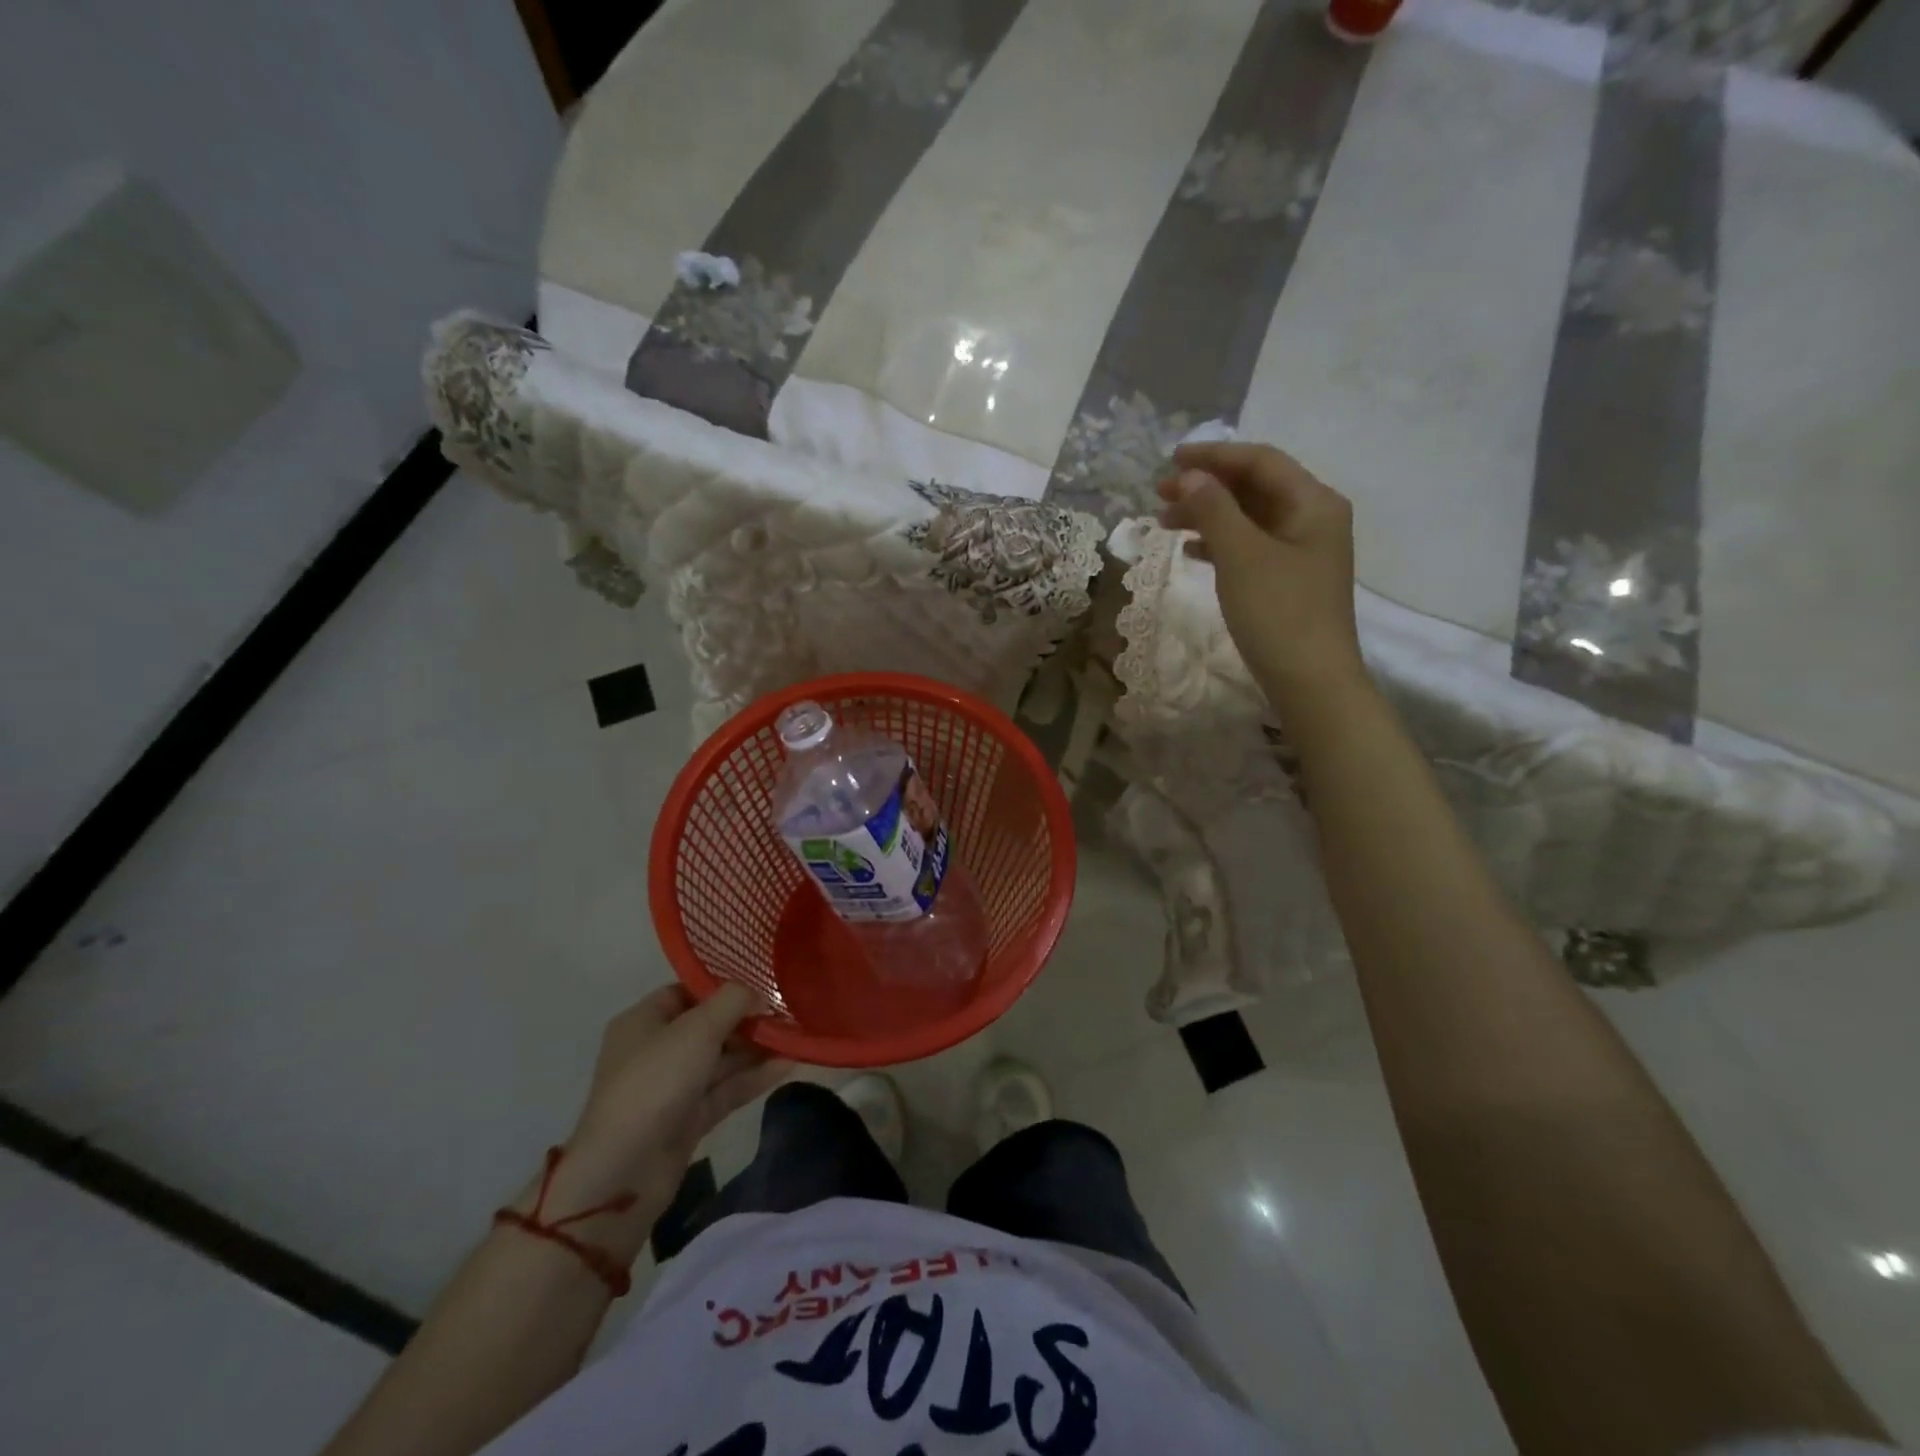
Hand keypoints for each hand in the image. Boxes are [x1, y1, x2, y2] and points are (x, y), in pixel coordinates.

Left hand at [550, 984, 790, 1241]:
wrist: (625, 1171)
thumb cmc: (655, 1082)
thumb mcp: (697, 1029)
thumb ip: (733, 1001)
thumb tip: (758, 993)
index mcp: (644, 1021)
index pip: (688, 991)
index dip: (724, 985)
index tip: (763, 982)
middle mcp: (656, 1050)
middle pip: (709, 1026)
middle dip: (747, 1019)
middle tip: (789, 1009)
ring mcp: (672, 1087)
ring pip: (721, 1059)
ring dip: (757, 1049)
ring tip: (798, 1035)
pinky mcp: (688, 1119)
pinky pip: (726, 1089)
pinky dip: (754, 1077)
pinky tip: (789, 1064)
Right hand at [1156, 441, 1364, 705]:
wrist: (1311, 681)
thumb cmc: (1278, 612)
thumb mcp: (1241, 555)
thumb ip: (1214, 509)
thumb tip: (1188, 476)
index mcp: (1313, 503)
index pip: (1260, 461)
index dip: (1213, 456)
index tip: (1170, 461)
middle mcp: (1313, 518)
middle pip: (1255, 487)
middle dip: (1206, 487)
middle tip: (1159, 495)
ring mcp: (1302, 551)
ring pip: (1249, 518)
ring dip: (1208, 515)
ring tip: (1166, 524)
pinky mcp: (1289, 579)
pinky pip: (1250, 546)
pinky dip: (1220, 542)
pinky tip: (1192, 550)